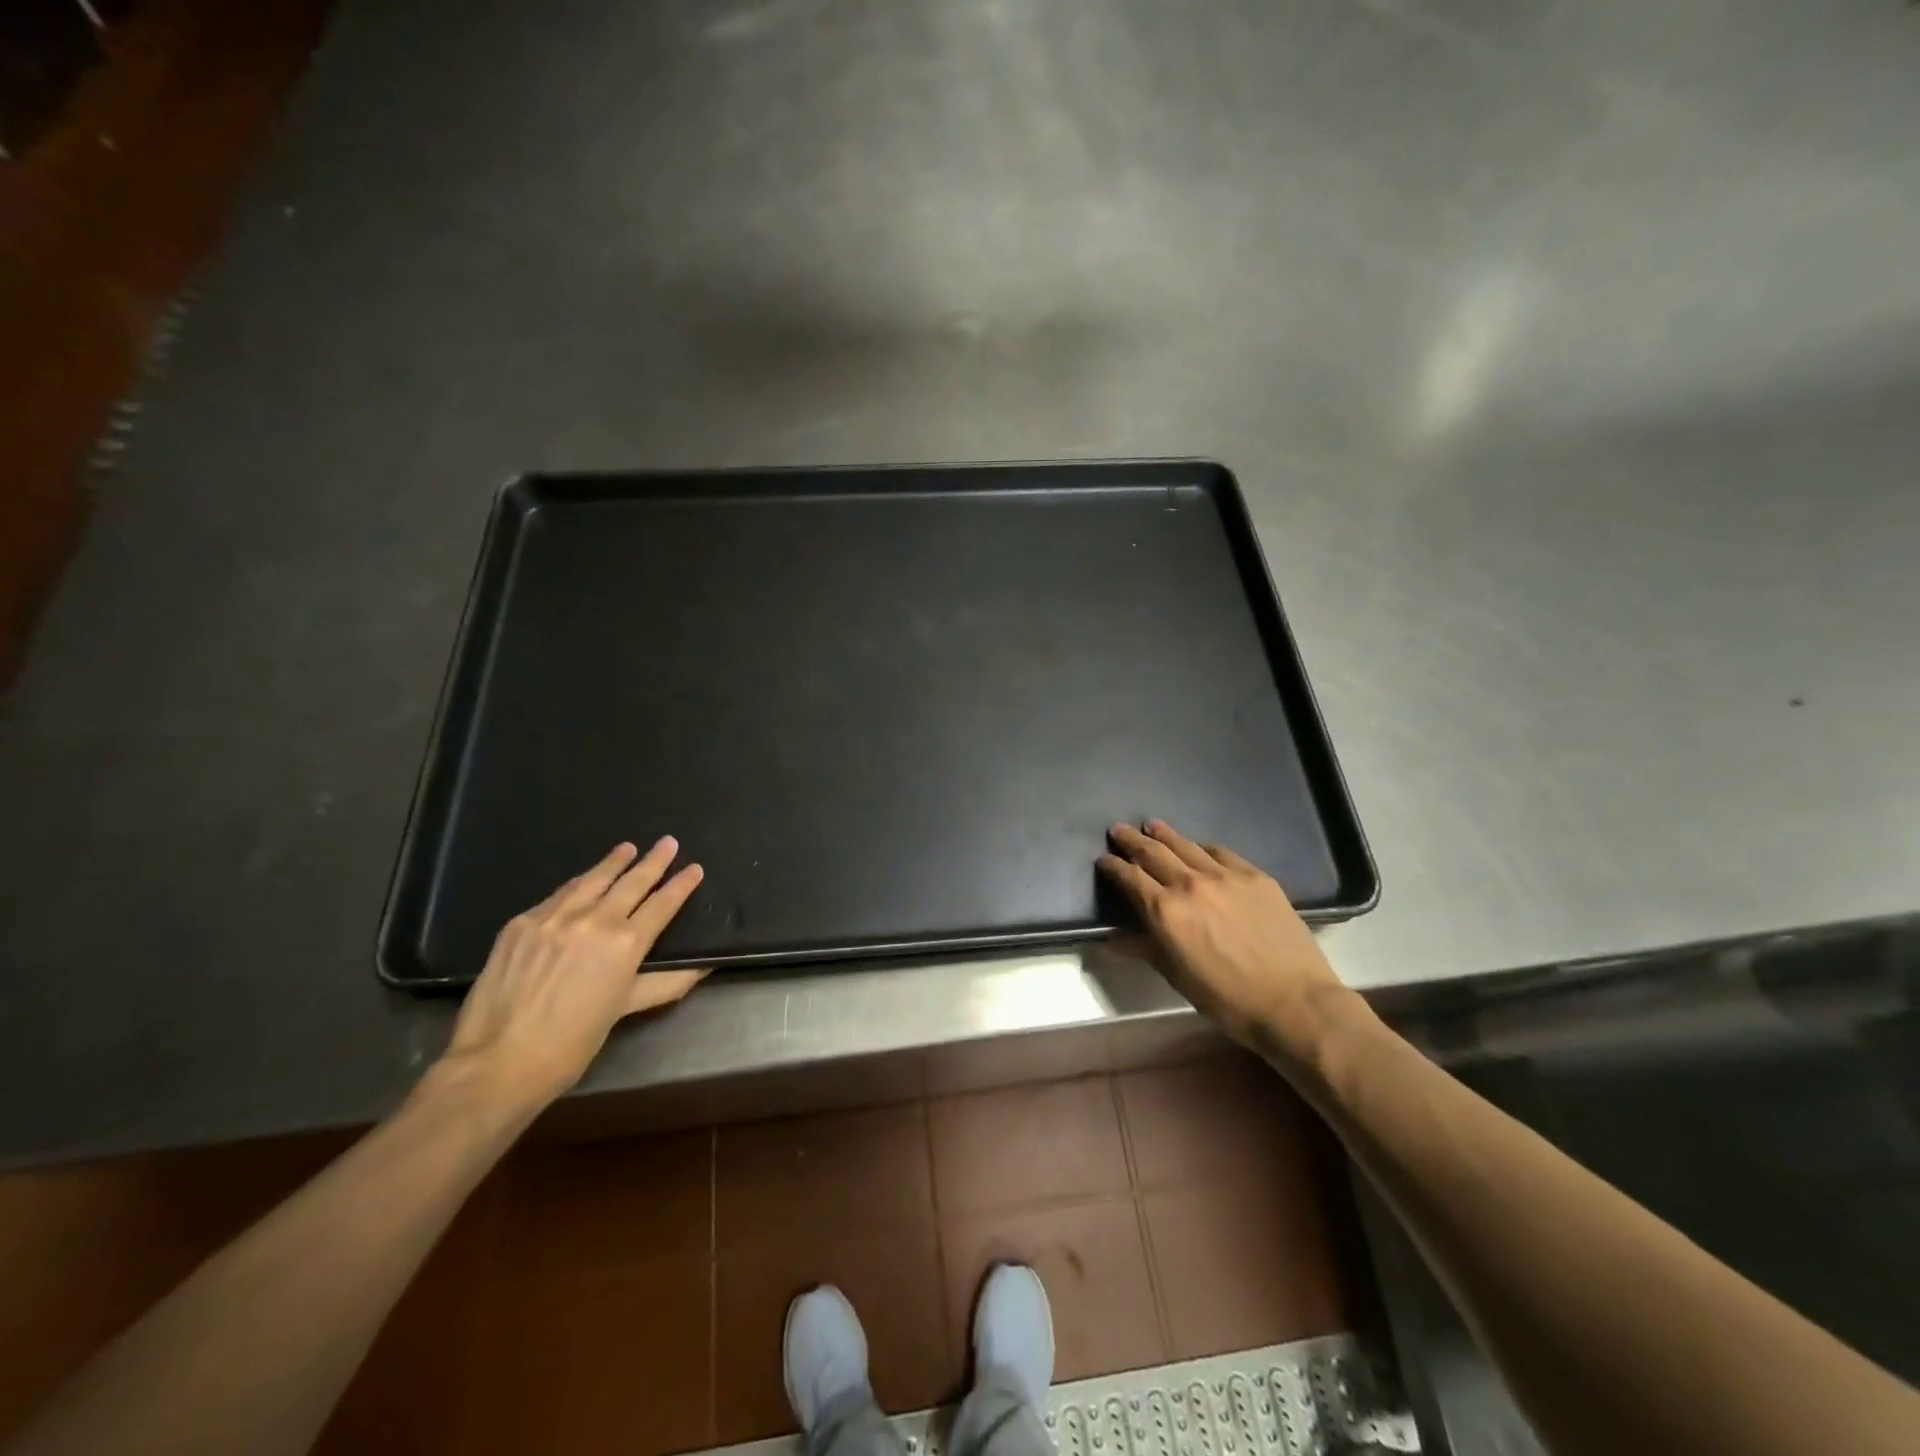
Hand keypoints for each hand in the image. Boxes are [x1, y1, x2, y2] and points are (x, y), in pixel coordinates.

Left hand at [441, 838, 707, 1112]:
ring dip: (614, 862)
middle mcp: (594, 920)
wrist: (497, 1061)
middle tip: (668, 842)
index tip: (694, 868)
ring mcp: (554, 917)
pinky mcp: (521, 922)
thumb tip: (704, 966)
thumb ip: (667, 983)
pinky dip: (578, 883)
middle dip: (654, 861)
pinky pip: (558, 895)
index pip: (662, 904)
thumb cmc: (572, 1044)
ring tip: (628, 848)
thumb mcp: (625, 1010)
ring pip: (592, 879)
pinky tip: (583, 880)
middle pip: (631, 882)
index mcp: (626, 944)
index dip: (681, 885)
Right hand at [1098, 820, 1356, 1057]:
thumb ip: (1144, 949)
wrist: (1293, 1001)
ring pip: (1186, 845)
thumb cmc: (1227, 998)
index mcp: (1165, 911)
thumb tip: (1113, 940)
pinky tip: (1199, 847)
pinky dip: (1202, 847)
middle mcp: (1190, 884)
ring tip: (1151, 825)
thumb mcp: (1177, 976)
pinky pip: (1220, 853)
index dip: (1113, 866)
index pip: (1130, 878)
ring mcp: (1225, 876)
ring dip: (1164, 834)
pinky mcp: (1254, 876)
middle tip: (1118, 830)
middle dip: (1132, 841)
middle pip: (1154, 853)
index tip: (1103, 859)